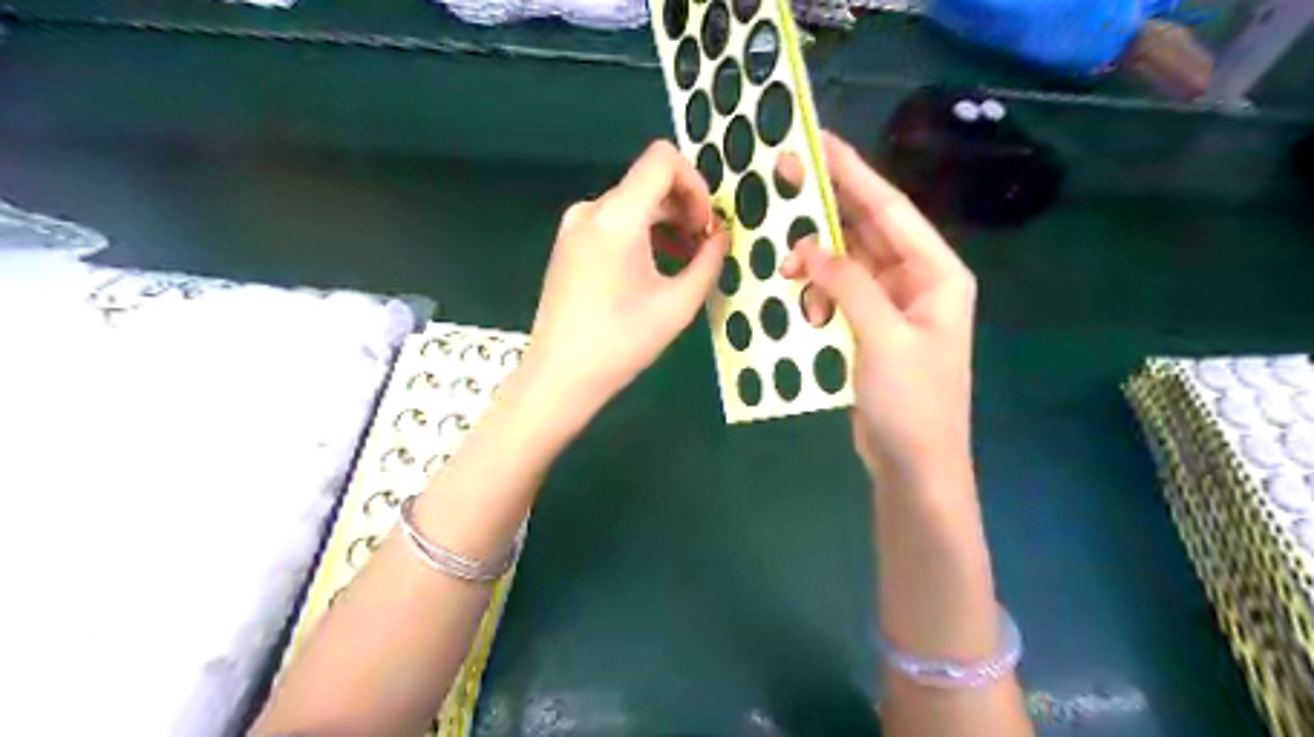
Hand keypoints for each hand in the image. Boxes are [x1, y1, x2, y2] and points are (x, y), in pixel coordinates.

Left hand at [523, 142, 728, 419]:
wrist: (560, 375)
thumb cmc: (621, 343)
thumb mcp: (678, 304)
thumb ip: (708, 261)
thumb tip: (722, 235)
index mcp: (617, 217)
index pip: (663, 160)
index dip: (696, 184)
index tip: (705, 226)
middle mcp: (592, 210)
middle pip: (649, 182)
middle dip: (685, 208)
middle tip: (703, 248)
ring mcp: (575, 226)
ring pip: (633, 202)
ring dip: (665, 222)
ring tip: (684, 260)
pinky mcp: (569, 243)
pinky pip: (614, 221)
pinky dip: (641, 233)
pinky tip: (654, 266)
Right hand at [779, 133, 972, 482]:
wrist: (914, 462)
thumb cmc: (912, 402)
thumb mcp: (883, 338)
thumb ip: (850, 285)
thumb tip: (813, 247)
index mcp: (936, 273)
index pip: (891, 210)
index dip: (854, 174)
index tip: (818, 143)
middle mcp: (916, 280)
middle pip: (868, 230)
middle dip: (828, 207)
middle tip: (784, 178)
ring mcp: (891, 305)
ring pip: (848, 262)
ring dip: (817, 258)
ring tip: (784, 259)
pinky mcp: (869, 327)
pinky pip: (839, 293)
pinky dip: (817, 290)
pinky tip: (799, 298)